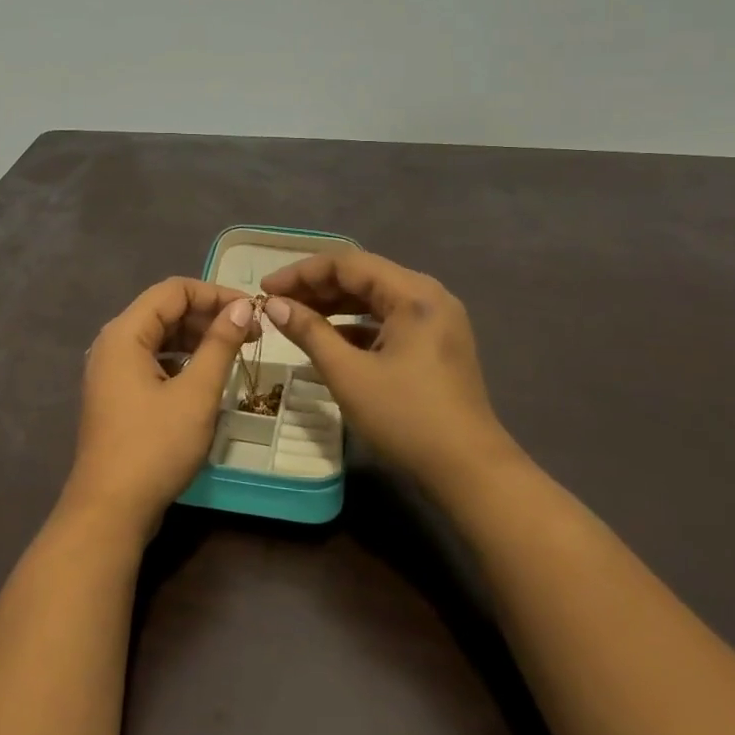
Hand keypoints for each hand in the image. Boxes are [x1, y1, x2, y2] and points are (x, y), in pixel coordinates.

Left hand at [67, 278, 258, 535]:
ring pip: (159, 336)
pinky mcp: (117, 394)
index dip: (215, 294)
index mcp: (125, 333)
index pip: (174, 290)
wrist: (110, 510)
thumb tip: (243, 307)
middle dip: (208, 316)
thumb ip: (220, 344)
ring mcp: (111, 370)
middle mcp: (113, 343)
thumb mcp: (196, 393)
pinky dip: (180, 360)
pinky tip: (205, 377)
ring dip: (196, 338)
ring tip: (234, 352)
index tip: (253, 311)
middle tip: (251, 334)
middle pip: (164, 310)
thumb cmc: (154, 447)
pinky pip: (152, 360)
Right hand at [260, 251, 521, 489]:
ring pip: (374, 297)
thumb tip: (273, 304)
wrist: (468, 471)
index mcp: (413, 293)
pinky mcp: (434, 342)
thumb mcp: (349, 374)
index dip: (301, 273)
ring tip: (295, 317)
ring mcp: (435, 319)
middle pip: (362, 275)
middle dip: (315, 287)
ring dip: (333, 305)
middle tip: (276, 303)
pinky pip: (387, 319)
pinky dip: (355, 324)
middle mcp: (428, 295)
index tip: (266, 289)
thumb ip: (309, 332)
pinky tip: (328, 340)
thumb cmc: (406, 418)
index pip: (347, 263)